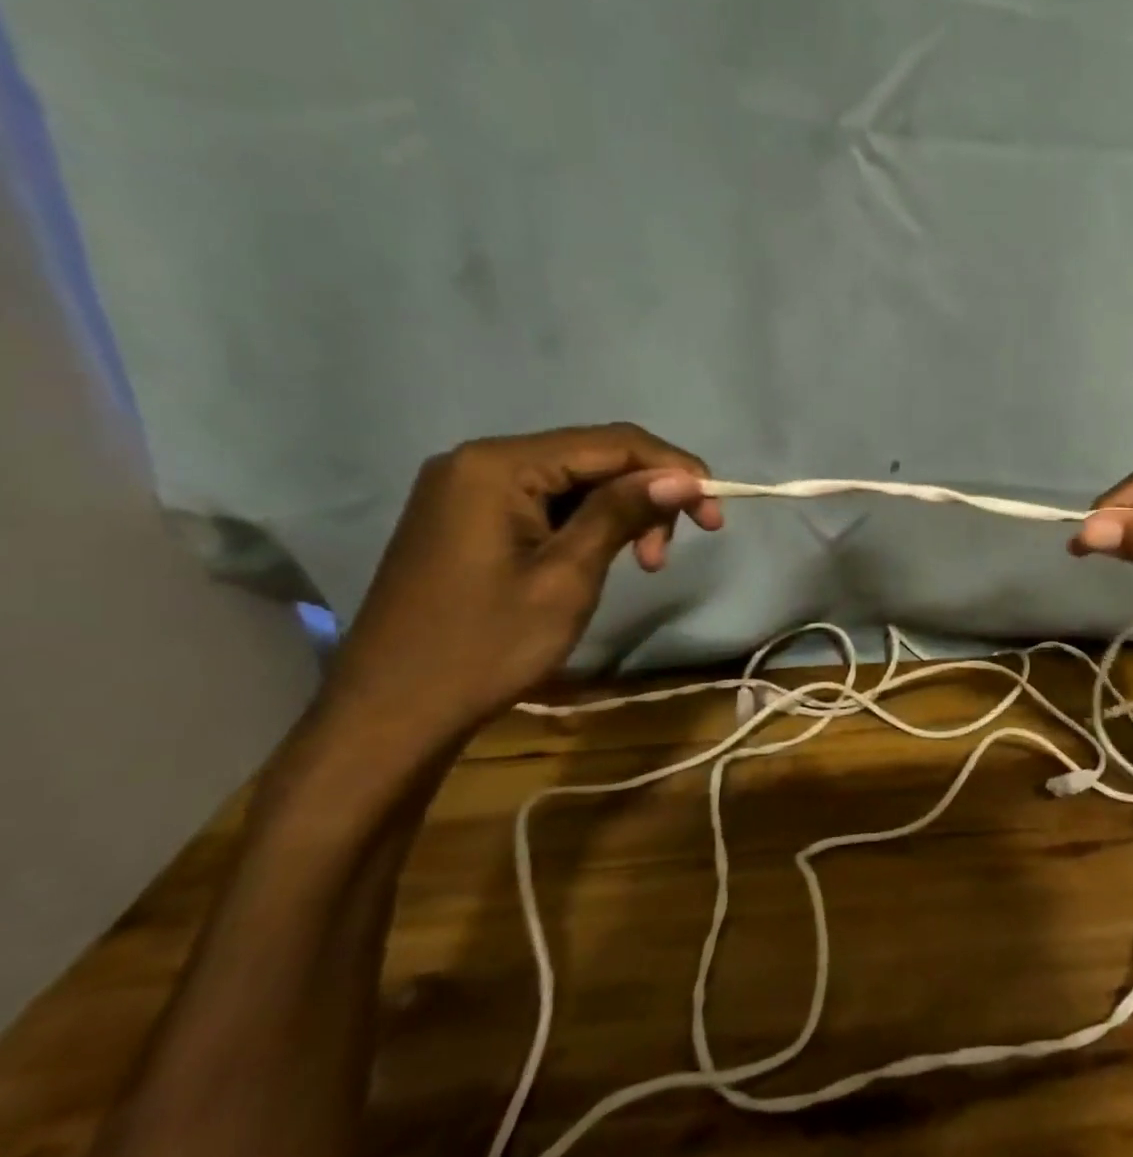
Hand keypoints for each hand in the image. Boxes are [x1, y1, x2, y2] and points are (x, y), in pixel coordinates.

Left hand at [319, 424, 721, 756]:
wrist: (392, 713)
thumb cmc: (484, 647)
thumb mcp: (566, 578)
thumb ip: (621, 514)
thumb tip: (684, 477)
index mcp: (498, 465)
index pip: (611, 442)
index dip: (674, 469)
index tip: (716, 511)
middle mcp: (480, 460)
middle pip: (592, 456)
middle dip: (648, 494)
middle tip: (677, 549)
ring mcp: (468, 488)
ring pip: (573, 480)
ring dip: (621, 512)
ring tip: (647, 564)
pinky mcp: (467, 518)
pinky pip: (545, 502)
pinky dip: (588, 524)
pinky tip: (606, 556)